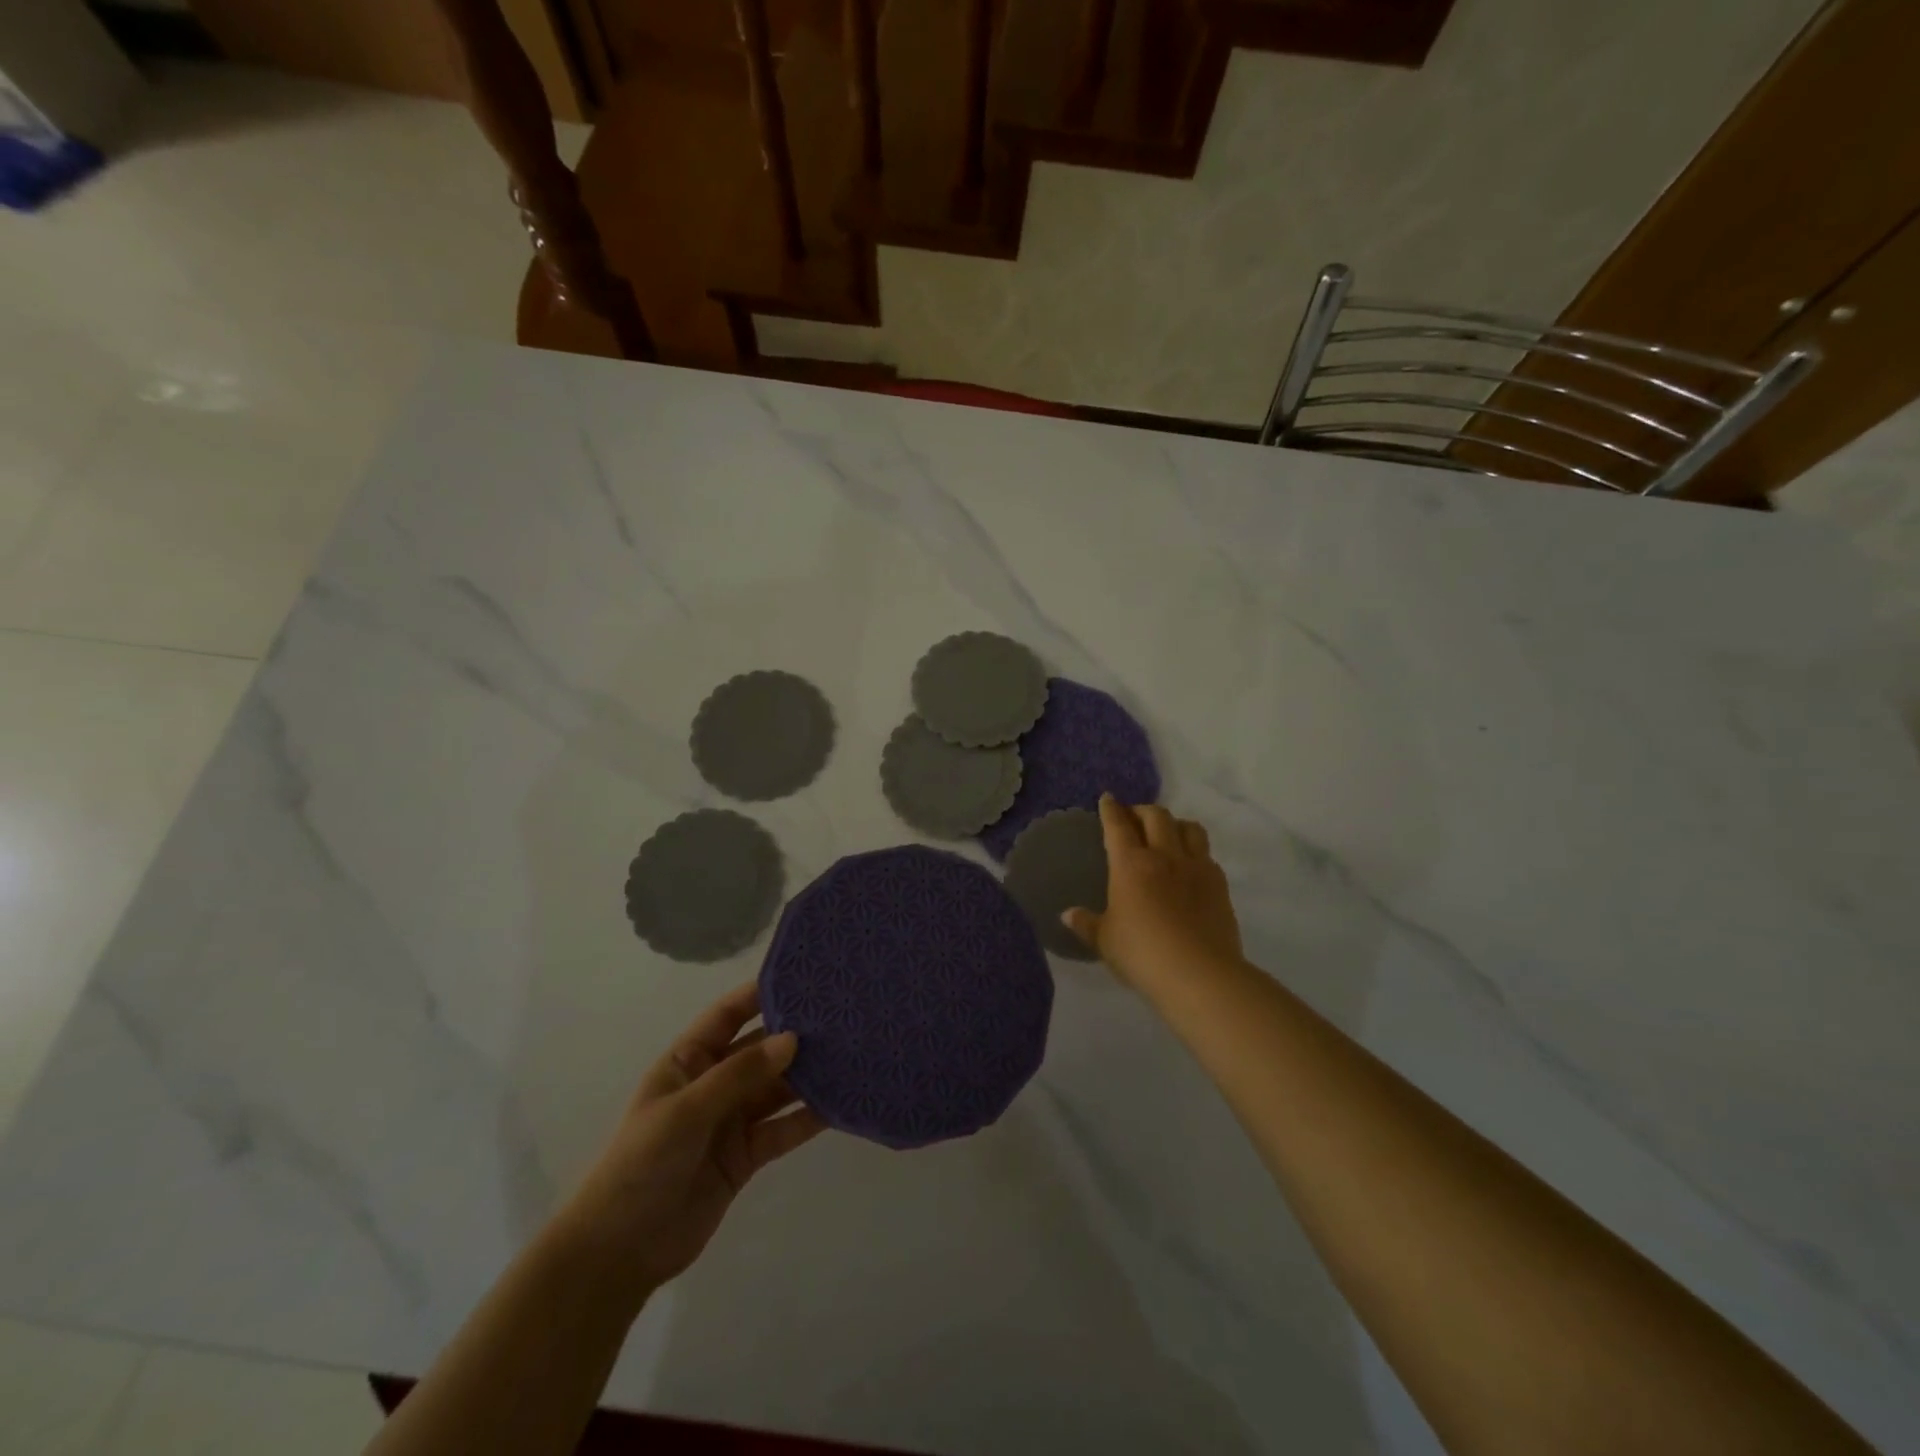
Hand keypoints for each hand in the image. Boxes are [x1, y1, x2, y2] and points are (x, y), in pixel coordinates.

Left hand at [561, 983, 825, 1298]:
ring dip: (808, 1075)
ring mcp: (731, 1119)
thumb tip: (792, 1039)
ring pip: (777, 1088)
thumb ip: (740, 1074)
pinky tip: (840, 1104)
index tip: (804, 976)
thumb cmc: (641, 1164)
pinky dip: (809, 1117)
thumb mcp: (686, 1111)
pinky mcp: (747, 1155)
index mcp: (689, 1060)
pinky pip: (783, 1128)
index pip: (729, 1014)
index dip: (762, 994)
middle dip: (796, 1034)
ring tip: (851, 1055)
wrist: (619, 1252)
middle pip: (761, 1050)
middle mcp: (714, 1082)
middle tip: (843, 1016)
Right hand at [1063, 795, 1243, 990]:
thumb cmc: (1142, 954)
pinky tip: (1190, 866)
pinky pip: (1207, 854)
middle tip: (1134, 817)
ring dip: (1175, 823)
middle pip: (1156, 816)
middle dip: (1142, 810)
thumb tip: (1068, 914)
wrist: (1200, 974)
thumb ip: (1087, 924)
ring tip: (1167, 833)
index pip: (1118, 825)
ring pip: (1189, 827)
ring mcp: (1196, 867)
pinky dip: (1195, 851)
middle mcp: (1164, 856)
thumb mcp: (1106, 941)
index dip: (1111, 809)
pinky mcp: (1220, 884)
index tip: (1108, 799)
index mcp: (1130, 865)